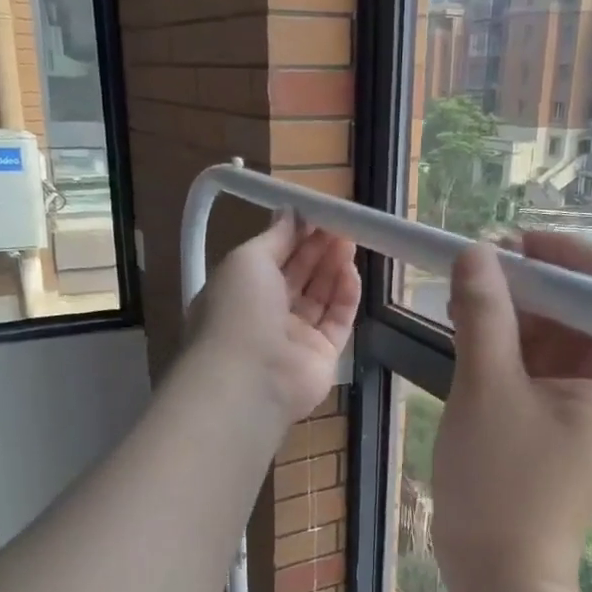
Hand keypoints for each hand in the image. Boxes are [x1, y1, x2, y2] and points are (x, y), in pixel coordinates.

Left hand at [188, 211, 358, 423]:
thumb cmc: (239, 310)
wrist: (249, 378)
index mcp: (240, 292)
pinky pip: (337, 321)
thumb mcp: (247, 260)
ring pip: (320, 297)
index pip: (272, 259)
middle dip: (318, 249)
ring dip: (334, 268)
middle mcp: (266, 316)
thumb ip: (274, 237)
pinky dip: (346, 296)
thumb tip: (290, 213)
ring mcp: (295, 338)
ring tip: (351, 240)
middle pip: (299, 277)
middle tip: (342, 223)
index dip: (294, 237)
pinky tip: (353, 272)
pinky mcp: (322, 356)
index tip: (317, 215)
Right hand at [432, 233, 591, 591]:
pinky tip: (472, 332)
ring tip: (467, 294)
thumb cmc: (500, 484)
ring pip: (561, 342)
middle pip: (589, 315)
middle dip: (537, 286)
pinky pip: (543, 372)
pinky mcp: (563, 430)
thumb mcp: (486, 389)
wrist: (498, 576)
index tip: (518, 240)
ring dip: (518, 315)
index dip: (571, 258)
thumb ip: (483, 314)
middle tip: (482, 264)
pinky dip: (512, 349)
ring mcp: (591, 414)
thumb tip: (476, 253)